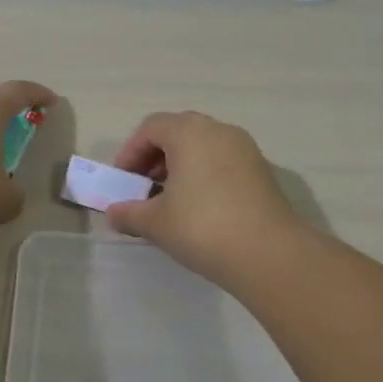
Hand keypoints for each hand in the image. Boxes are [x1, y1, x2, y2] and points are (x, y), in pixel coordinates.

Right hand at [106, 111, 301, 282]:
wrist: (268, 253)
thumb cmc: (202, 228)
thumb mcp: (156, 223)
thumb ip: (129, 213)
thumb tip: (114, 213)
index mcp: (189, 133)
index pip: (151, 127)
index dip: (131, 151)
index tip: (124, 181)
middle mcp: (219, 131)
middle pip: (179, 131)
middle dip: (156, 156)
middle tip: (144, 186)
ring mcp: (245, 149)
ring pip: (203, 146)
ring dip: (181, 165)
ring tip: (170, 199)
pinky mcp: (262, 171)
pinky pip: (223, 161)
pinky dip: (204, 174)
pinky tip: (199, 207)